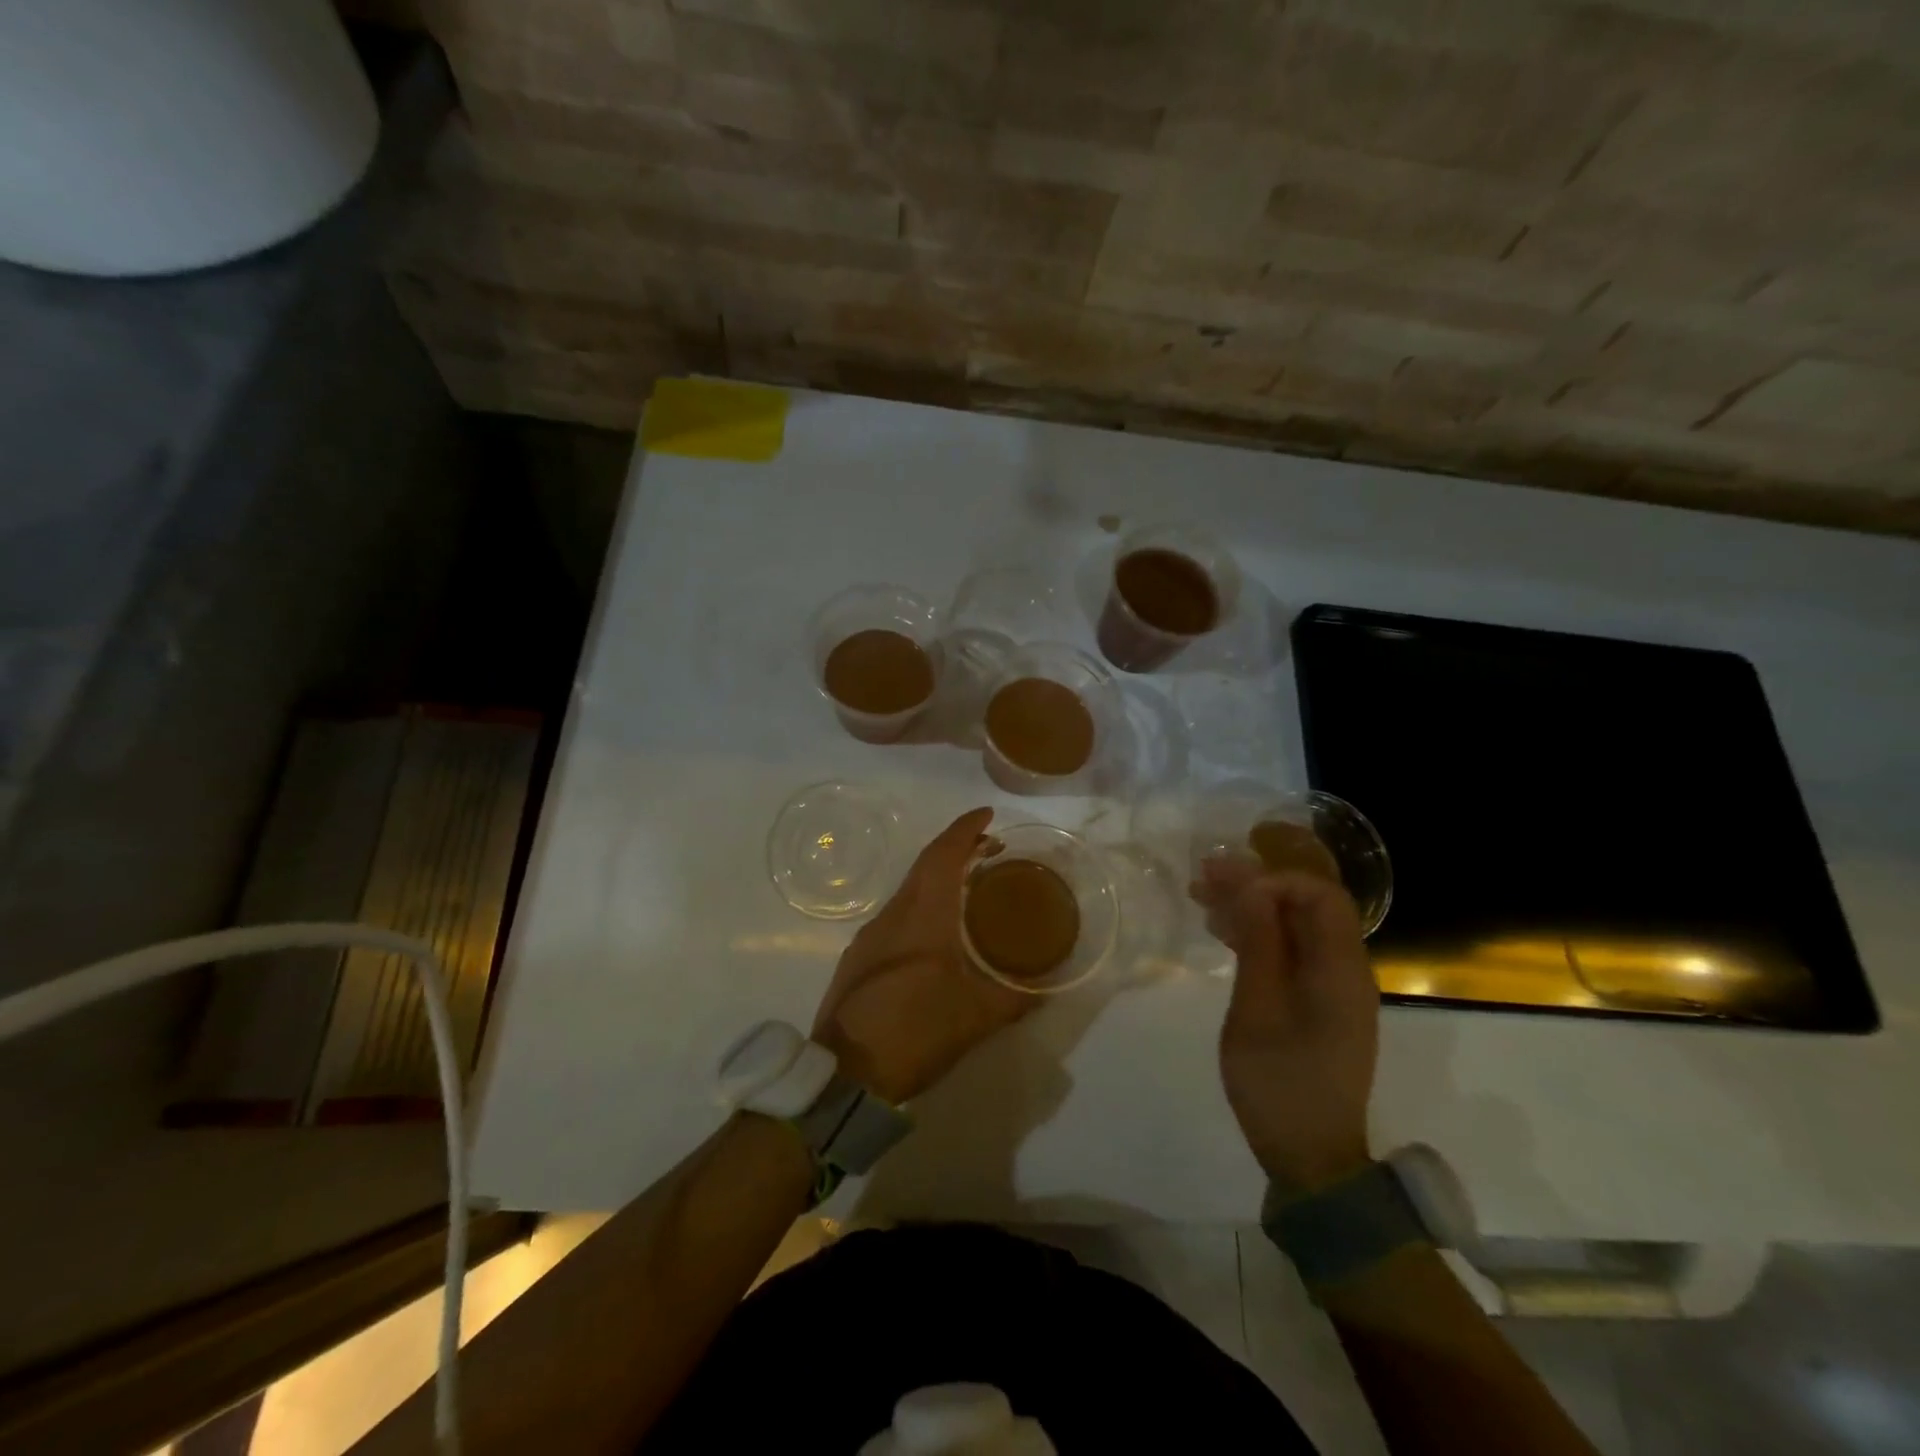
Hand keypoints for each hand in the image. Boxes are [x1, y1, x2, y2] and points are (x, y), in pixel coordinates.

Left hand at [812, 808, 1034, 1103]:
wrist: (846, 1075)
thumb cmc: (916, 1032)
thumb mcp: (976, 1018)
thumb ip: (1015, 998)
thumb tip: (1045, 990)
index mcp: (923, 916)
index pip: (944, 854)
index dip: (966, 829)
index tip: (987, 814)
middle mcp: (893, 914)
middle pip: (925, 866)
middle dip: (958, 850)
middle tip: (990, 850)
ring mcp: (870, 936)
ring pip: (909, 891)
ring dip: (939, 879)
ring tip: (970, 889)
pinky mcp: (858, 958)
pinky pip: (897, 915)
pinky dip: (922, 906)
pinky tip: (937, 933)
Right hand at [1192, 857, 1378, 1191]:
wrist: (1311, 1158)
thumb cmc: (1279, 1084)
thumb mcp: (1257, 1011)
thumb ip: (1259, 944)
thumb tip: (1253, 886)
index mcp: (1340, 970)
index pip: (1321, 895)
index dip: (1274, 879)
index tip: (1227, 886)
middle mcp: (1346, 970)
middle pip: (1307, 906)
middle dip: (1256, 885)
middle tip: (1203, 879)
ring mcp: (1334, 988)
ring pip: (1296, 927)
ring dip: (1252, 908)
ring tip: (1202, 898)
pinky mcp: (1320, 1004)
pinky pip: (1293, 952)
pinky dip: (1259, 935)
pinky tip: (1222, 933)